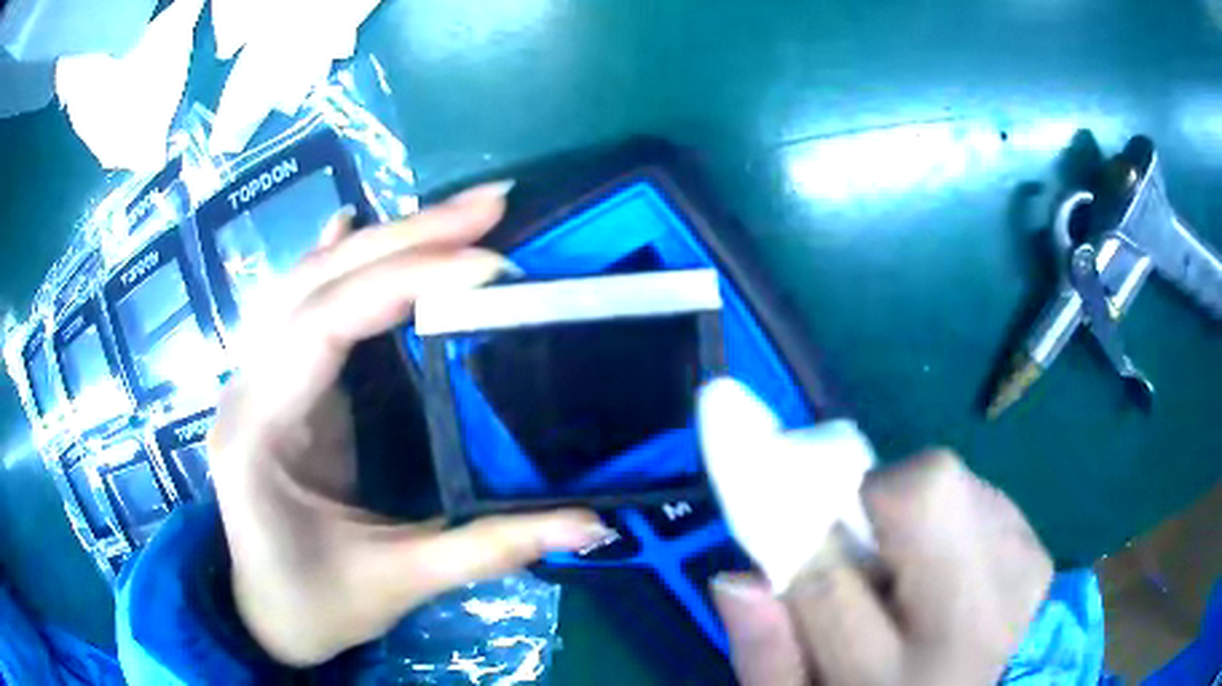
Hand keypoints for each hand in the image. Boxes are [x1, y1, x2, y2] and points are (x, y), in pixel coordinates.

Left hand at [207, 182, 611, 666]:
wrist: (265, 614)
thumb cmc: (317, 605)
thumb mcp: (401, 582)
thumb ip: (490, 548)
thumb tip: (592, 521)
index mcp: (261, 434)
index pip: (326, 326)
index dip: (405, 283)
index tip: (489, 267)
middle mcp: (246, 388)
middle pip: (316, 283)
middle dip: (404, 236)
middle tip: (489, 206)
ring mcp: (254, 379)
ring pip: (307, 281)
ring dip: (380, 239)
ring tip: (452, 215)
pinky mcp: (274, 384)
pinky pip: (299, 302)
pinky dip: (333, 259)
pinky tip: (353, 224)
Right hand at [713, 451, 1052, 685]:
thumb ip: (765, 654)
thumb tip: (734, 575)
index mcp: (891, 679)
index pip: (828, 580)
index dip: (795, 532)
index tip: (780, 507)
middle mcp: (971, 624)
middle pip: (927, 492)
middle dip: (879, 496)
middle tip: (863, 536)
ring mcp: (1020, 579)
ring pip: (953, 482)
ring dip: (915, 510)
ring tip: (912, 566)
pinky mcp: (1039, 553)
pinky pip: (981, 494)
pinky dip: (952, 515)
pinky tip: (950, 566)